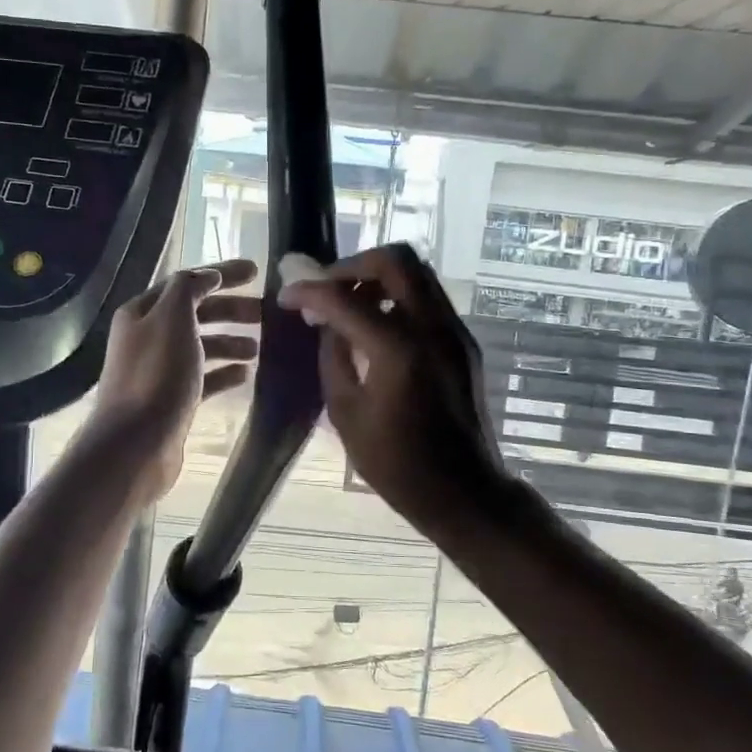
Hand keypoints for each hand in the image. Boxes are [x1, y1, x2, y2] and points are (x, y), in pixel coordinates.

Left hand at [92, 259, 260, 500]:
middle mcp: (148, 337)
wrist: (136, 444)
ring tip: (260, 348)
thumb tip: (207, 276)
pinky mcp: (171, 400)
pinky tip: (246, 375)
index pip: (187, 282)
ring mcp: (159, 371)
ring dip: (230, 342)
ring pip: (201, 346)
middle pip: (196, 313)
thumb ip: (189, 289)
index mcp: (143, 312)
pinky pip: (203, 378)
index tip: (257, 272)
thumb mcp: (173, 318)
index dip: (222, 274)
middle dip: (231, 310)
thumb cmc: (157, 375)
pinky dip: (224, 373)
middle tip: (266, 313)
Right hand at [278, 244, 511, 537]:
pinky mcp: (463, 342)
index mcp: (398, 350)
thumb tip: (328, 322)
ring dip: (377, 278)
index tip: (288, 296)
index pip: (345, 298)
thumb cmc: (397, 464)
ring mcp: (454, 331)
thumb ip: (334, 357)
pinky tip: (376, 327)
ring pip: (417, 273)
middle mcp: (432, 327)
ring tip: (349, 305)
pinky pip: (427, 299)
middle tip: (328, 289)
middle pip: (395, 260)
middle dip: (352, 265)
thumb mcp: (346, 413)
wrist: (463, 491)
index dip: (309, 290)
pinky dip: (397, 297)